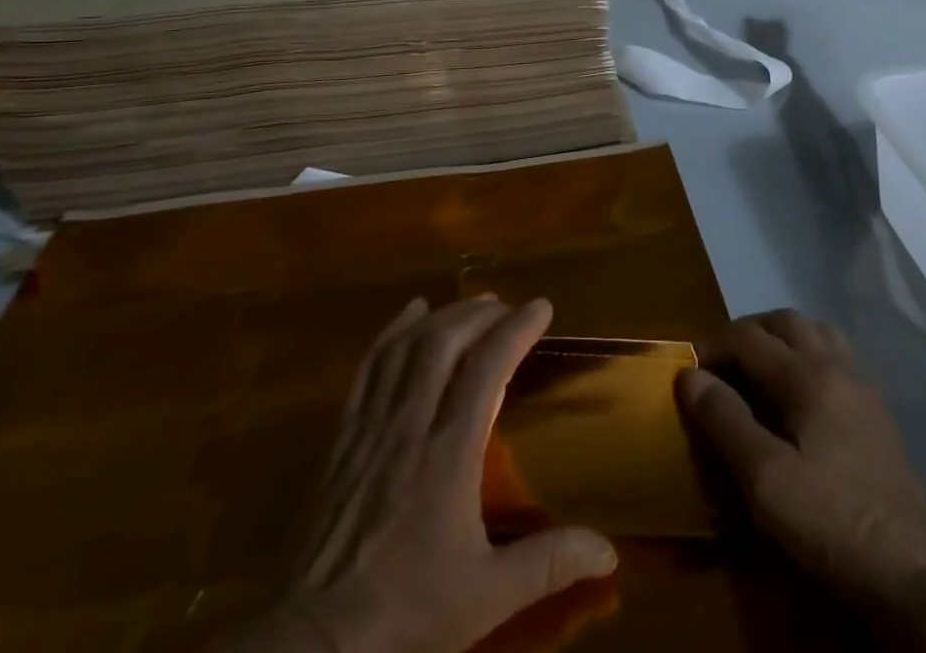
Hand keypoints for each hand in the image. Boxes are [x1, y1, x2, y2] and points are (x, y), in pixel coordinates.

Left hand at [221, 297, 616, 652]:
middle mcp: (411, 424)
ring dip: (443, 316)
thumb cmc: (407, 614)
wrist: (316, 644)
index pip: (487, 368)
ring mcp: (372, 426)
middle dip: (481, 314)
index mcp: (449, 454)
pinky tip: (411, 313)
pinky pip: (370, 366)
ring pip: (408, 346)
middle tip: (508, 308)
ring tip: (471, 306)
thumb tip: (609, 550)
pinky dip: (393, 331)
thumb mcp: (485, 598)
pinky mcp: (344, 435)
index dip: (516, 329)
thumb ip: (548, 564)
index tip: (541, 307)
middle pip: (446, 342)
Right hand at [678, 311, 925, 652]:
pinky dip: (807, 355)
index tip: (691, 371)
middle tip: (722, 363)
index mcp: (808, 374)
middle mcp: (836, 365)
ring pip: (816, 332)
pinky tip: (799, 394)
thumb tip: (690, 376)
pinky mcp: (876, 411)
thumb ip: (726, 420)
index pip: (749, 337)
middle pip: (785, 321)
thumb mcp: (765, 479)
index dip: (714, 346)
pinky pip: (835, 356)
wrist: (909, 572)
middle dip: (747, 332)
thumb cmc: (829, 520)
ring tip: (758, 369)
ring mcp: (862, 385)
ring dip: (781, 338)